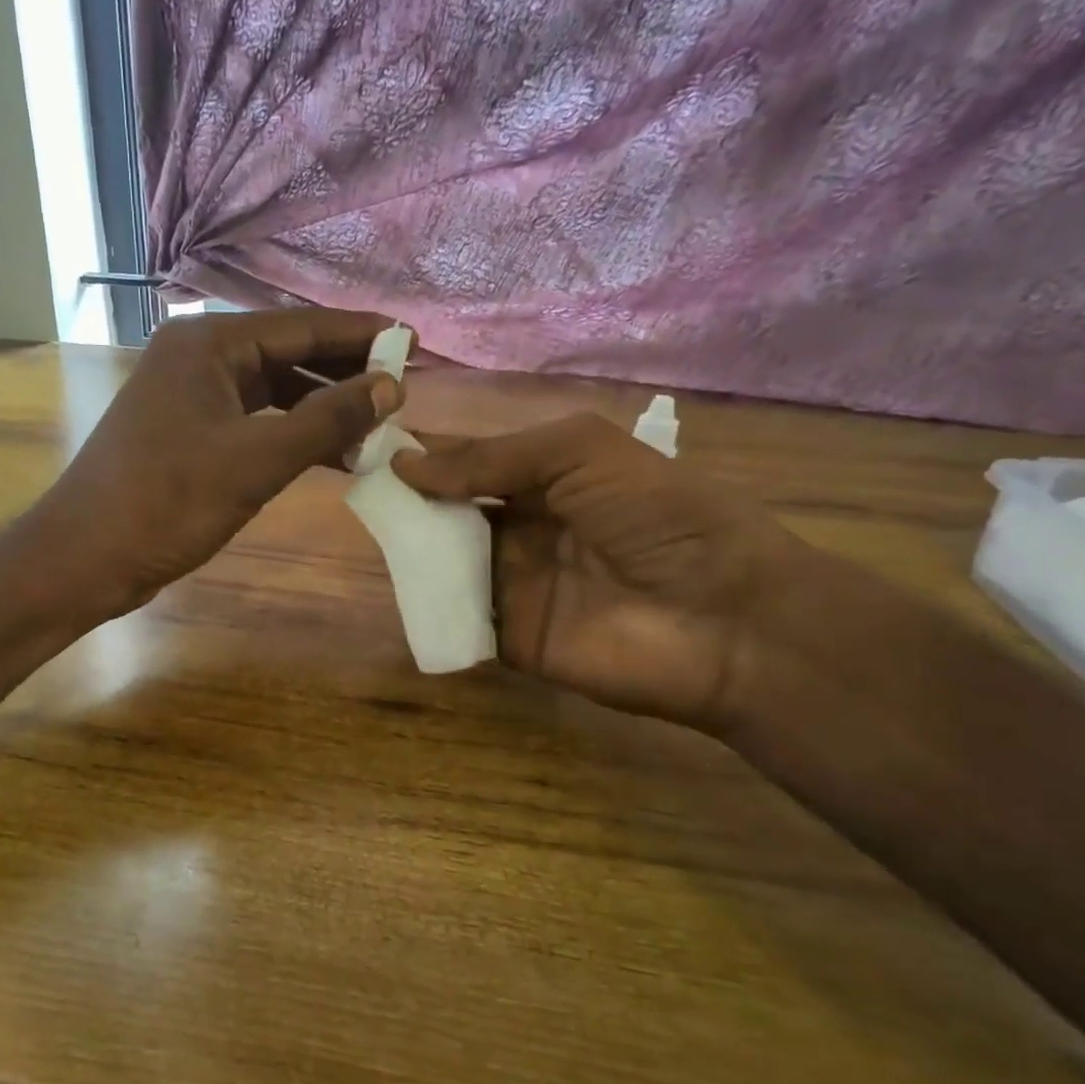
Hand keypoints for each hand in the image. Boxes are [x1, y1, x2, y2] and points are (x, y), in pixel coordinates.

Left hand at [29, 309, 401, 618]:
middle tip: (402, 388)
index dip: (360, 336)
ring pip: (271, 389)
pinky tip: (328, 452)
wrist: (85, 556)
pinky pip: (253, 419)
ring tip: (375, 426)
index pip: (301, 326)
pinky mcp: (187, 431)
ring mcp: (189, 394)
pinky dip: (290, 432)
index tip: (412, 342)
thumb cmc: (167, 502)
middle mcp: (197, 356)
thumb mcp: (255, 461)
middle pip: (287, 353)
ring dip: (320, 407)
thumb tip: (390, 387)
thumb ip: (326, 420)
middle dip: (344, 372)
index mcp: (208, 344)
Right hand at [394, 413, 806, 730]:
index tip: (370, 444)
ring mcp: (515, 586)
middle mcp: (524, 530)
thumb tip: (404, 465)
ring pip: (445, 563)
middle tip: (357, 489)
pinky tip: (396, 583)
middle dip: (409, 501)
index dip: (427, 453)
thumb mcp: (580, 453)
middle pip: (450, 512)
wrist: (727, 619)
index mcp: (547, 480)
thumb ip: (492, 458)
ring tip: (368, 530)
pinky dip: (427, 605)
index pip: (472, 461)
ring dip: (411, 548)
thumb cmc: (659, 516)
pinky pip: (457, 617)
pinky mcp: (509, 639)